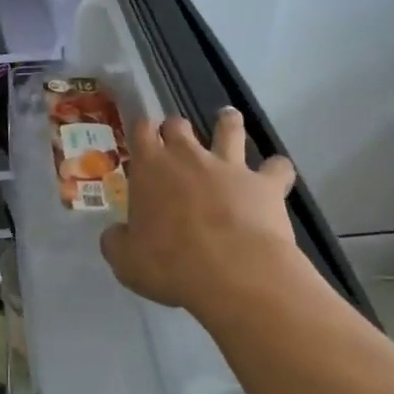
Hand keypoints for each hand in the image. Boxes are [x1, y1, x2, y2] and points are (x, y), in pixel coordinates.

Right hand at [100, 109, 301, 313]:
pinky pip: (278, 167)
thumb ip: (117, 242)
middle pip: (179, 124)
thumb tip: (116, 235)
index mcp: (150, 168)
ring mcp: (230, 166)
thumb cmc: (171, 265)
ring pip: (229, 129)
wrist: (234, 273)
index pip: (141, 130)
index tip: (142, 137)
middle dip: (176, 128)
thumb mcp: (126, 261)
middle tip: (177, 141)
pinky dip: (277, 170)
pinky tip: (277, 176)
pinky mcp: (266, 184)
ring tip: (228, 120)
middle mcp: (188, 156)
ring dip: (228, 123)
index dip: (142, 130)